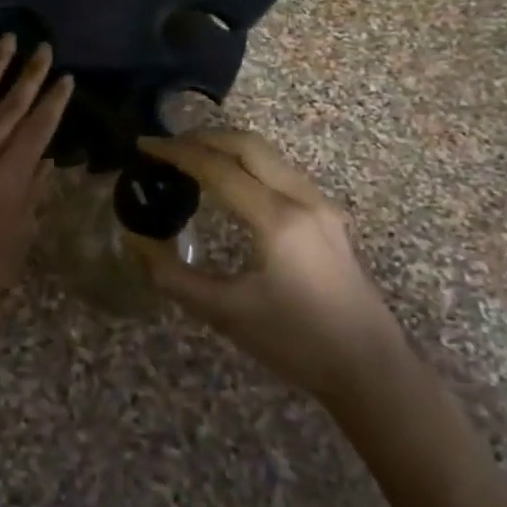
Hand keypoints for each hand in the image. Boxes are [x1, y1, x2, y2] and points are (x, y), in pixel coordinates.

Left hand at [0, 37, 73, 355]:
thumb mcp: (15, 244)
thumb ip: (31, 198)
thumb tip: (46, 161)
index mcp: (12, 181)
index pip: (39, 130)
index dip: (54, 102)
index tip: (65, 77)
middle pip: (12, 108)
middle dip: (31, 77)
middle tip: (44, 48)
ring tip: (9, 40)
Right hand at [132, 130, 404, 399]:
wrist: (370, 369)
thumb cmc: (297, 343)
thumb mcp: (227, 314)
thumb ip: (174, 276)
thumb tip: (136, 242)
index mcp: (277, 219)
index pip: (218, 168)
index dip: (177, 152)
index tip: (145, 146)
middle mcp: (302, 198)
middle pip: (247, 145)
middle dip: (203, 138)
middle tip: (167, 146)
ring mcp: (320, 203)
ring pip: (268, 154)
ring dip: (227, 148)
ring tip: (191, 159)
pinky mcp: (328, 215)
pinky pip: (280, 171)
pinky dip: (248, 164)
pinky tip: (230, 183)